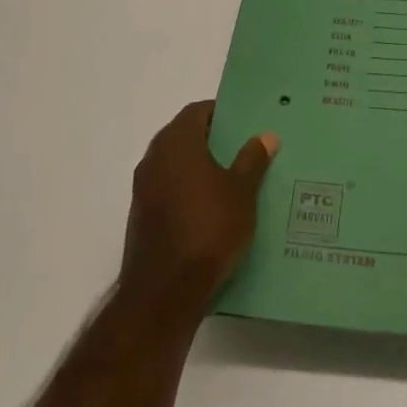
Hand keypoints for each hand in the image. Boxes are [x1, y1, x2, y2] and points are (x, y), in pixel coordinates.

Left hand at [120, 101, 277, 310]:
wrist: (164, 294)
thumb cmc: (207, 229)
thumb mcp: (242, 192)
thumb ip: (253, 160)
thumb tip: (265, 135)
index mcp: (177, 142)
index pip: (197, 111)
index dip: (220, 114)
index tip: (243, 124)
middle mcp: (154, 158)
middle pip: (184, 136)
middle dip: (211, 141)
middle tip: (241, 150)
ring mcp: (143, 189)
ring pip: (175, 166)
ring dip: (198, 168)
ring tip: (230, 181)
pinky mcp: (141, 218)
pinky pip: (167, 191)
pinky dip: (186, 192)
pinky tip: (209, 211)